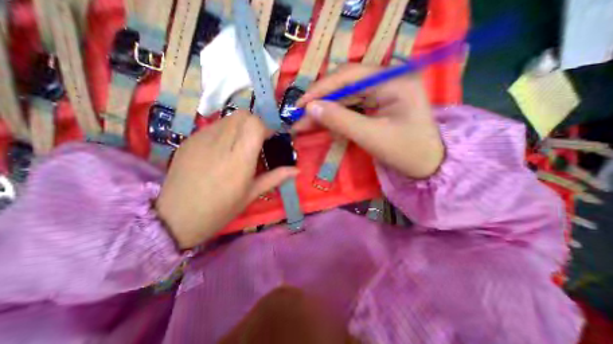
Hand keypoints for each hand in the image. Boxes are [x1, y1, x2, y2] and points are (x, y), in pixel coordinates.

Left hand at [154, 112, 296, 247]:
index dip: (267, 127)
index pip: (255, 124)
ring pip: (229, 118)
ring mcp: (201, 139)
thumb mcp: (251, 195)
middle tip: (259, 141)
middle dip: (256, 123)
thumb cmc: (220, 210)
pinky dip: (226, 131)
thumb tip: (297, 170)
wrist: (175, 218)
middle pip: (243, 116)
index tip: (271, 137)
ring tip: (241, 145)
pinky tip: (223, 149)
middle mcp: (220, 144)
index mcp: (239, 159)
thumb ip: (275, 177)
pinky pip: (214, 126)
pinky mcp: (189, 140)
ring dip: (241, 126)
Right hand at [296, 62, 442, 177]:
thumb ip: (340, 120)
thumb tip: (310, 108)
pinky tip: (320, 123)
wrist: (426, 165)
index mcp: (393, 79)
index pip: (348, 76)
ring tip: (304, 123)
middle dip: (320, 102)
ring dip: (324, 110)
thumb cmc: (406, 152)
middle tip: (298, 117)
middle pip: (343, 86)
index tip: (300, 104)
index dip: (321, 89)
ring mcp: (380, 91)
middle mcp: (386, 79)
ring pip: (343, 97)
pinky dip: (334, 116)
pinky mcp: (375, 104)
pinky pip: (349, 106)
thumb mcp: (372, 137)